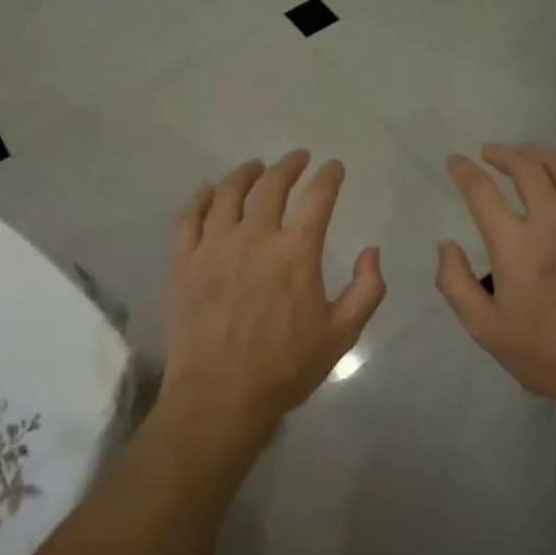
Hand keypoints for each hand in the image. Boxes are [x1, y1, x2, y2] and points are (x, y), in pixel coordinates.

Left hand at [159, 151, 386, 451]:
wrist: (219, 396)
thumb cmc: (285, 368)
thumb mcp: (342, 335)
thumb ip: (366, 289)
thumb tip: (371, 252)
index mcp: (296, 251)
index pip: (318, 197)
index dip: (329, 176)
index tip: (333, 166)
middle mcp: (255, 236)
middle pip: (272, 185)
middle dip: (289, 165)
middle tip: (298, 158)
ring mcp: (214, 245)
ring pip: (228, 192)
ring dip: (246, 173)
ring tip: (255, 166)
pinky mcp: (184, 260)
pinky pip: (189, 216)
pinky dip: (201, 197)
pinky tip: (210, 190)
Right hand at [436, 144, 555, 427]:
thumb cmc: (548, 356)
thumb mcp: (486, 330)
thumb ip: (456, 284)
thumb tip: (447, 246)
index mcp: (516, 247)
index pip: (482, 191)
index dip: (464, 170)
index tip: (456, 161)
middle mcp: (554, 224)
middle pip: (526, 167)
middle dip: (503, 154)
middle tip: (491, 153)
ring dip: (539, 157)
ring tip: (526, 157)